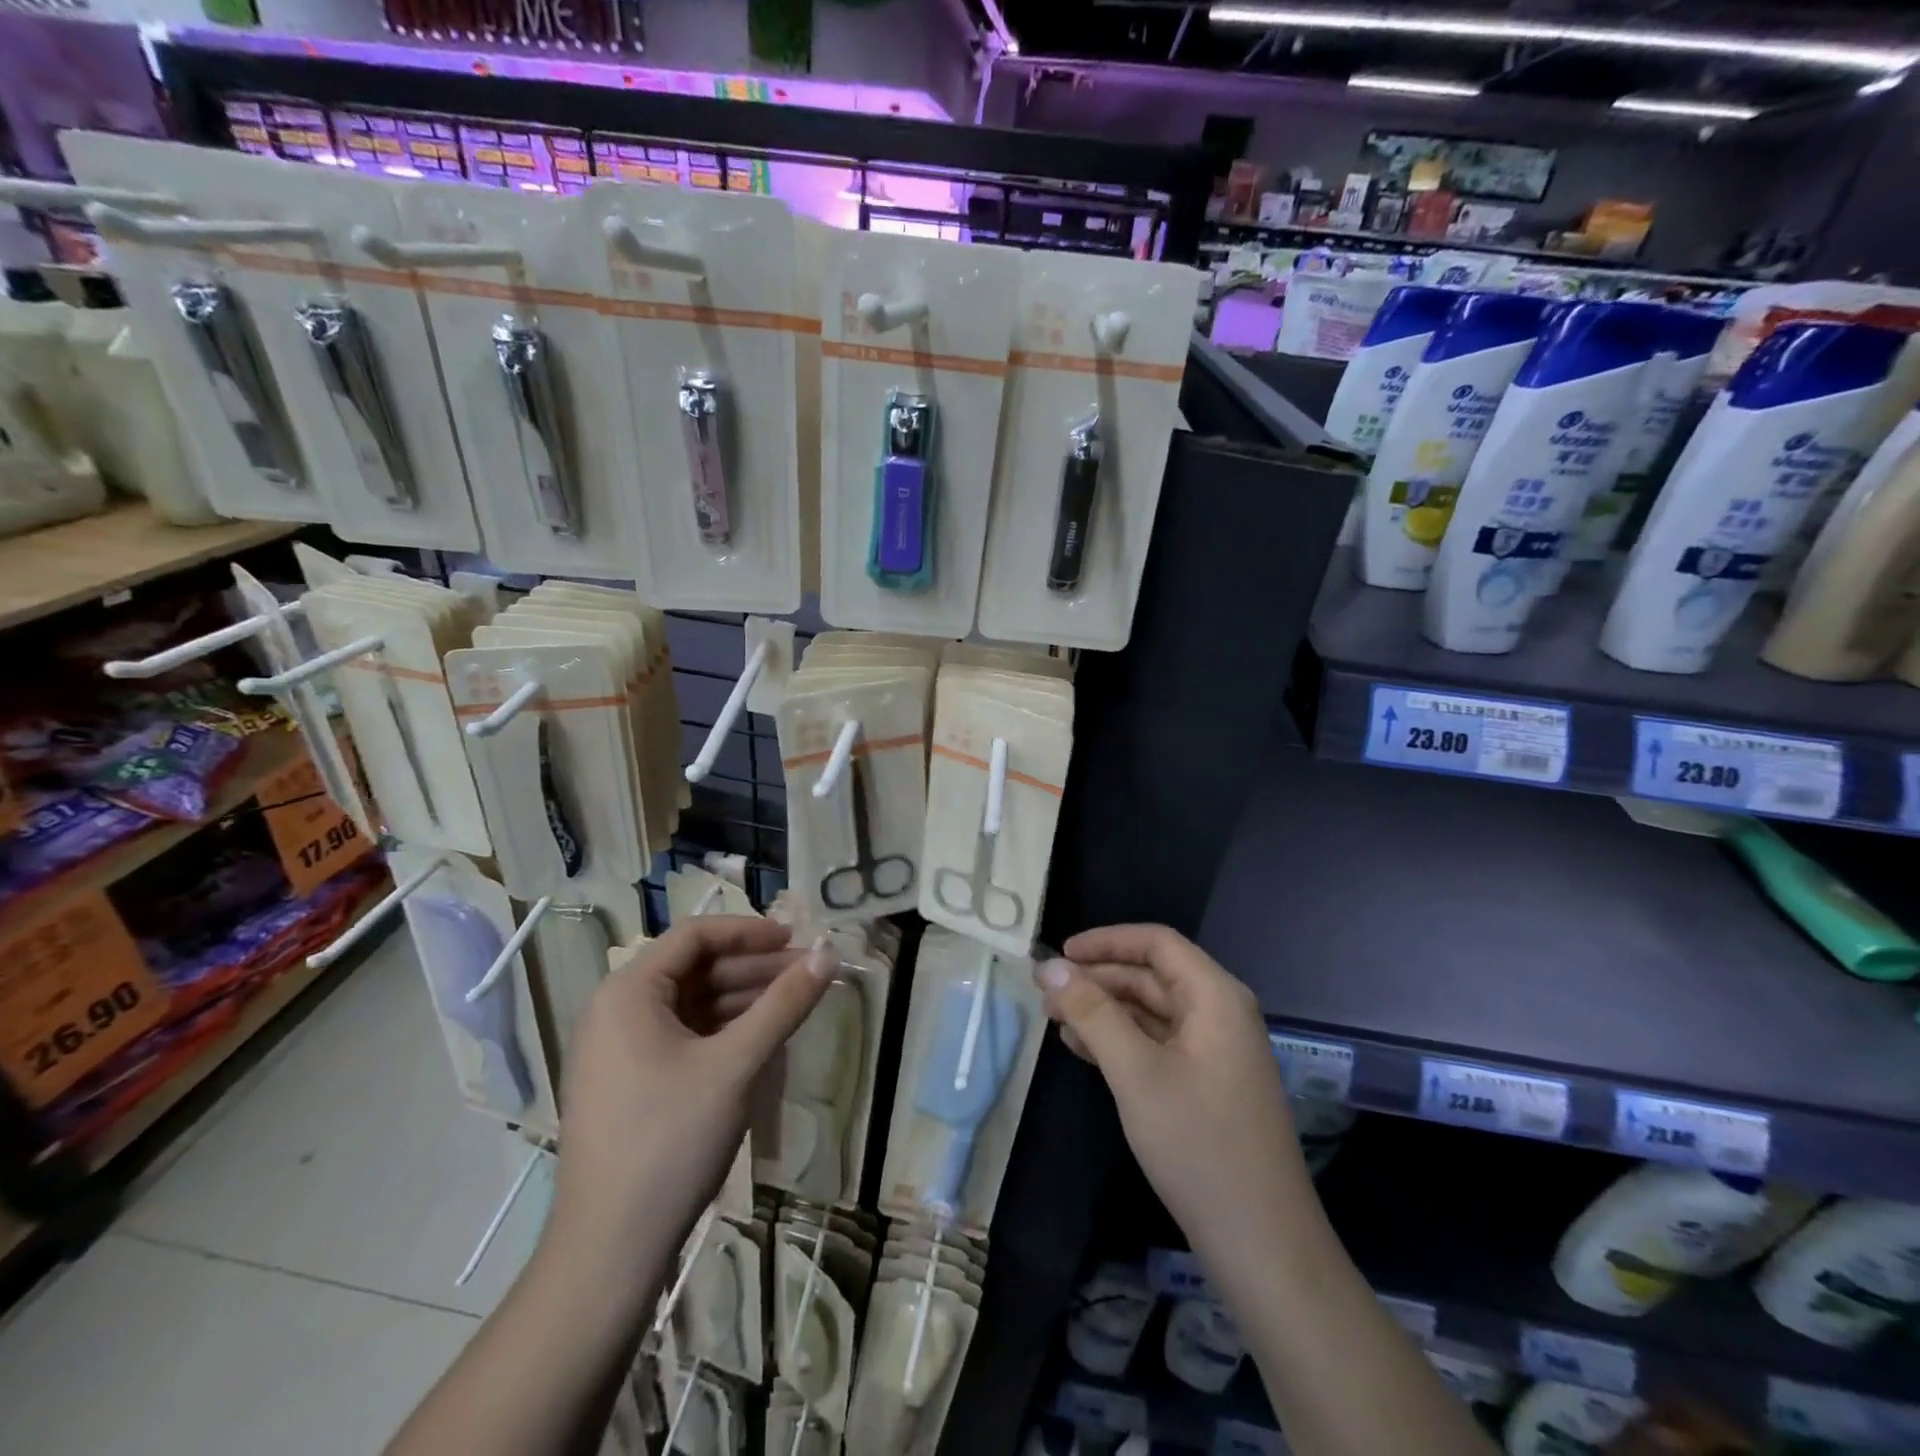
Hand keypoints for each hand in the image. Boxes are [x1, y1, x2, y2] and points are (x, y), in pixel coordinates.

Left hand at [549, 917, 830, 1256]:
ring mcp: (619, 1050)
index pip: (694, 936)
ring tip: (794, 1005)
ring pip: (692, 1004)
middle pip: (695, 969)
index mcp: (628, 993)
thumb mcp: (736, 1065)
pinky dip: (723, 1031)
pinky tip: (762, 1040)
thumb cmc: (670, 1141)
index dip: (749, 932)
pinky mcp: (629, 1083)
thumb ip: (784, 1004)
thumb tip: (828, 954)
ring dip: (743, 999)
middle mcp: (616, 1011)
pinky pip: (683, 1037)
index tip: (796, 940)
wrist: (609, 1250)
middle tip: (807, 975)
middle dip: (753, 968)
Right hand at [1036, 924, 1316, 1266]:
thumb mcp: (1136, 1072)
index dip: (1105, 941)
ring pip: (1151, 1010)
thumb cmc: (1199, 1145)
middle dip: (1098, 979)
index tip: (1059, 956)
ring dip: (1104, 1010)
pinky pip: (1158, 1043)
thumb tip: (1049, 968)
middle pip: (1152, 976)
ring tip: (1055, 1021)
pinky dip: (1120, 1040)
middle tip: (1046, 995)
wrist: (1262, 1244)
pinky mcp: (1207, 1083)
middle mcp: (1220, 1013)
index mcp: (1215, 997)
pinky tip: (1083, 1050)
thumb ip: (1092, 1013)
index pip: (1157, 943)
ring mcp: (1215, 1051)